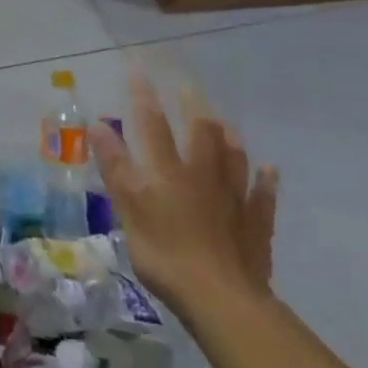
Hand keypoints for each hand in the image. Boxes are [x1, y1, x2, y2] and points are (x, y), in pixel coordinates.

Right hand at [91, 71, 277, 320]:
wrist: (221, 298)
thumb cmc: (163, 252)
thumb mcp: (127, 208)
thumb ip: (115, 166)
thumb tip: (99, 125)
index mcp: (167, 171)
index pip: (152, 124)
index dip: (143, 96)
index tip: (138, 70)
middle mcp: (202, 176)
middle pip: (199, 134)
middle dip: (191, 107)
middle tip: (188, 86)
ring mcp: (233, 200)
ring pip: (233, 159)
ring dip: (228, 138)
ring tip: (226, 121)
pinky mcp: (254, 226)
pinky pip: (261, 197)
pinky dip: (264, 181)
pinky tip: (269, 170)